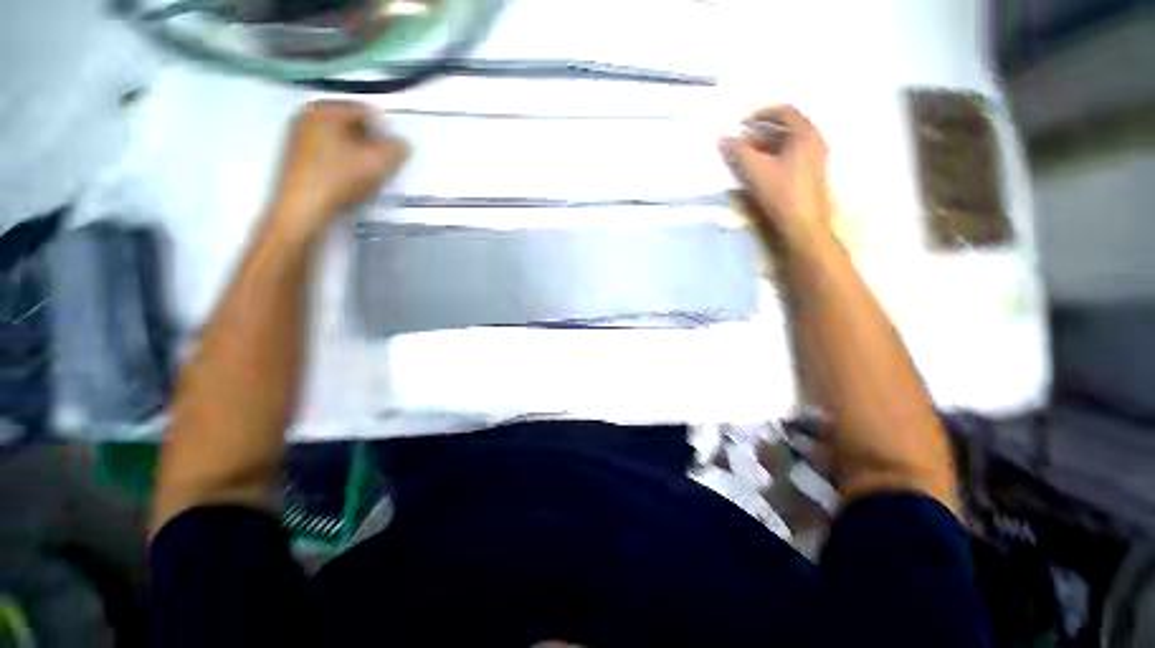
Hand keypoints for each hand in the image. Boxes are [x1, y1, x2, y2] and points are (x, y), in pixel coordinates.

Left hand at [272, 100, 409, 236]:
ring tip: (365, 174)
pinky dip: (340, 160)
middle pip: (350, 124)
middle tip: (381, 163)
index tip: (394, 152)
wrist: (301, 209)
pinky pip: (325, 150)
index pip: (365, 111)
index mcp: (325, 109)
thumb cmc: (339, 180)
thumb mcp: (377, 165)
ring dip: (356, 152)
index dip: (385, 131)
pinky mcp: (293, 155)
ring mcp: (296, 135)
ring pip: (338, 138)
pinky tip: (347, 179)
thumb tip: (404, 143)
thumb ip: (396, 150)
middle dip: (369, 142)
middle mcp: (306, 115)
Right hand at [720, 105, 831, 251]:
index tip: (741, 125)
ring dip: (765, 146)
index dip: (760, 114)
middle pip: (786, 127)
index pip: (784, 111)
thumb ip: (738, 152)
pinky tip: (760, 170)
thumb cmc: (782, 193)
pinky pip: (791, 155)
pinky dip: (774, 156)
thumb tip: (722, 139)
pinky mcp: (811, 173)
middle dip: (760, 133)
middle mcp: (814, 140)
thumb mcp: (756, 170)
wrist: (803, 224)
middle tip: (740, 145)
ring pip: (788, 143)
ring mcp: (815, 157)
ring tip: (746, 159)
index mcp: (806, 133)